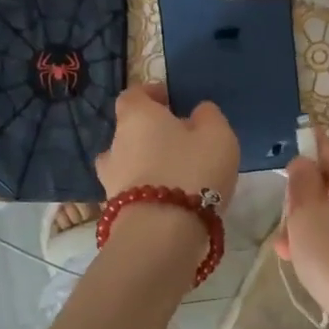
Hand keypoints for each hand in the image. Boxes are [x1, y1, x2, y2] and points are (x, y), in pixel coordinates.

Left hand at [96, 82, 238, 205]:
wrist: (162, 234)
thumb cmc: (192, 171)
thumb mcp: (217, 135)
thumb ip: (208, 116)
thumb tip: (198, 112)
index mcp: (136, 116)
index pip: (134, 94)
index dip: (151, 94)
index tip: (169, 98)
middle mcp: (115, 144)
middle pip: (129, 130)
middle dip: (150, 133)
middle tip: (179, 141)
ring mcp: (110, 179)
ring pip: (128, 163)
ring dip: (147, 165)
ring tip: (175, 174)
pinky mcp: (115, 210)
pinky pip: (133, 191)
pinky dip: (147, 191)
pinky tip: (170, 200)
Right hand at [275, 139, 328, 328]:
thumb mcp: (306, 215)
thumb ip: (301, 181)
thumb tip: (304, 162)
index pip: (327, 147)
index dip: (301, 152)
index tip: (278, 169)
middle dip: (301, 199)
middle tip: (283, 222)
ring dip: (306, 225)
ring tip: (285, 250)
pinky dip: (323, 243)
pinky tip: (302, 262)